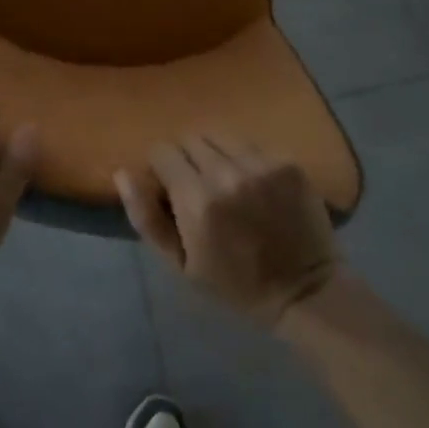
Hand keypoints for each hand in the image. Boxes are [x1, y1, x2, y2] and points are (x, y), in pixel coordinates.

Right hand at [117, 135, 336, 326]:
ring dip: (215, 153)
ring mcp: (262, 164)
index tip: (171, 189)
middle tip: (197, 187)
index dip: (161, 169)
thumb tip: (123, 172)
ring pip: (220, 135)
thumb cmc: (234, 284)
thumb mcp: (180, 264)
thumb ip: (147, 217)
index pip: (162, 151)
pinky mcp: (288, 162)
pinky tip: (254, 184)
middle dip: (186, 158)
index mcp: (197, 201)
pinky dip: (244, 158)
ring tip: (225, 181)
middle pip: (190, 138)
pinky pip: (251, 143)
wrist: (305, 292)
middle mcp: (228, 173)